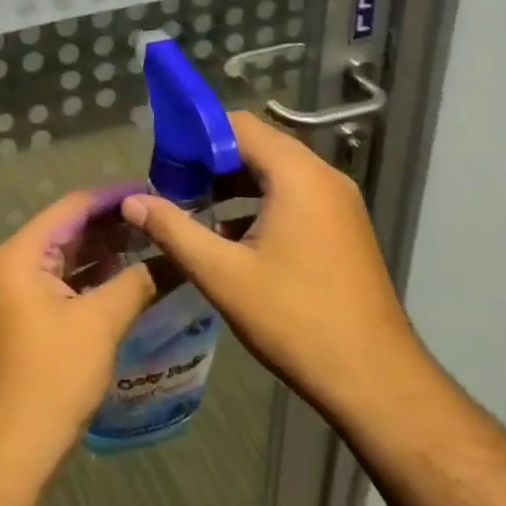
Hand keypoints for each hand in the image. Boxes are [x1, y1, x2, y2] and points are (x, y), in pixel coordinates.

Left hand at [0, 188, 157, 483]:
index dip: (113, 196)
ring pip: (70, 257)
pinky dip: (96, 277)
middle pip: (70, 229)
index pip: (72, 207)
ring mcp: (21, 292)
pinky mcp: (31, 317)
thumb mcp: (100, 323)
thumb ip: (136, 283)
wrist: (11, 446)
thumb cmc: (52, 376)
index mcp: (22, 254)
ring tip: (153, 241)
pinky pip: (67, 282)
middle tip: (160, 216)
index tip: (154, 190)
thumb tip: (171, 259)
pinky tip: (130, 276)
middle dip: (113, 223)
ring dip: (107, 250)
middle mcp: (16, 264)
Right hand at [121, 112, 420, 425]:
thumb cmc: (295, 320)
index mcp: (297, 175)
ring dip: (233, 184)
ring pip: (275, 172)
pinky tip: (230, 235)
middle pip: (258, 145)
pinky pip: (293, 195)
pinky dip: (259, 203)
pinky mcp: (342, 226)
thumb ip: (173, 229)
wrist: (375, 380)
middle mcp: (323, 176)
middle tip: (172, 186)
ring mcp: (338, 202)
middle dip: (211, 161)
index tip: (164, 161)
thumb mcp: (222, 274)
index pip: (239, 125)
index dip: (197, 136)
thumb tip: (130, 202)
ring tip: (193, 208)